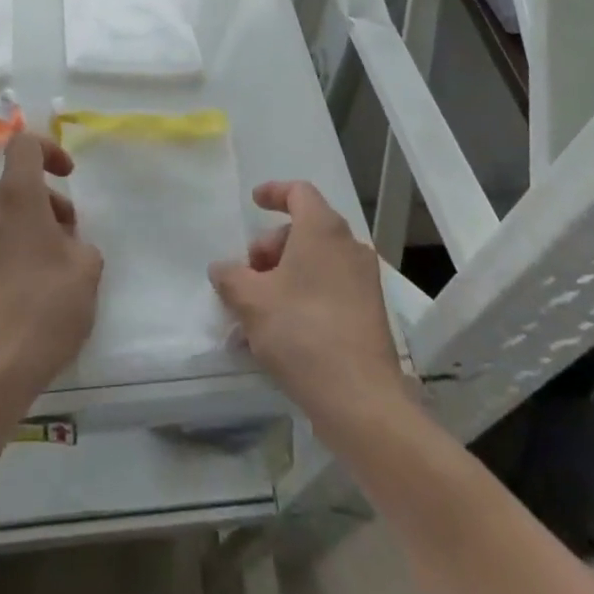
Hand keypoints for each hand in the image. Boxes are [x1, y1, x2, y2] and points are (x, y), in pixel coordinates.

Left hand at [0, 132, 102, 399]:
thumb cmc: (45, 304)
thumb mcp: (87, 268)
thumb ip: (81, 244)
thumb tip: (66, 246)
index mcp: (16, 195)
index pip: (24, 144)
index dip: (49, 149)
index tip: (68, 176)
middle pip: (18, 186)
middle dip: (49, 204)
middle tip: (71, 240)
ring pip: (6, 218)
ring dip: (33, 230)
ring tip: (57, 273)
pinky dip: (15, 254)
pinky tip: (34, 295)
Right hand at [210, 181, 402, 418]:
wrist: (362, 402)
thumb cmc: (302, 333)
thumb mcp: (251, 301)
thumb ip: (231, 277)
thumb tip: (222, 269)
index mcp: (322, 230)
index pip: (299, 192)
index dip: (274, 192)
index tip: (253, 203)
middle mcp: (349, 247)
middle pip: (304, 230)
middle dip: (271, 248)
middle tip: (248, 277)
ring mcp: (364, 282)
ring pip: (316, 263)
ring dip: (284, 277)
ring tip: (256, 312)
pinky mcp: (370, 315)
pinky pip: (330, 290)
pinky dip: (304, 297)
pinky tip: (279, 333)